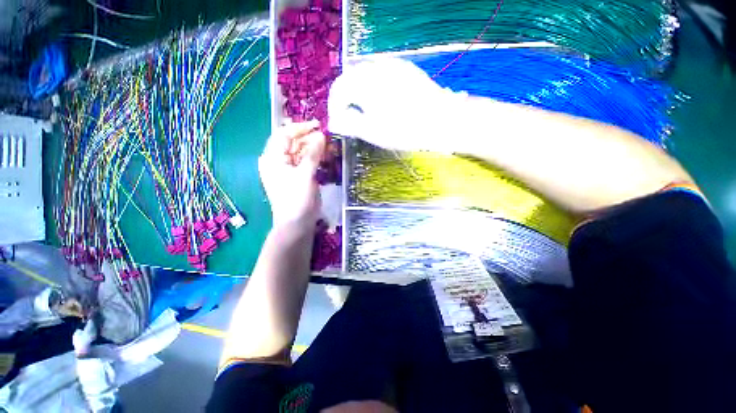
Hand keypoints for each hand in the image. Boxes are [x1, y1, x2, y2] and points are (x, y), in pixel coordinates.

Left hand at [259, 121, 325, 227]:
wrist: (297, 223)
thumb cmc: (297, 199)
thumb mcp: (305, 174)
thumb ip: (313, 154)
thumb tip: (321, 135)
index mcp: (273, 158)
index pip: (284, 134)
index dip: (300, 128)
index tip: (317, 126)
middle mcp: (278, 161)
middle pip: (293, 142)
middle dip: (309, 138)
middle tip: (326, 138)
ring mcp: (288, 169)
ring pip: (300, 152)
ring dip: (313, 148)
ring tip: (328, 147)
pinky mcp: (298, 177)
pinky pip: (305, 162)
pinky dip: (315, 158)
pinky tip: (325, 157)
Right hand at [328, 57, 467, 151]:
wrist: (443, 120)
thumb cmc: (405, 130)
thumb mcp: (373, 132)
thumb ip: (349, 124)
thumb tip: (333, 122)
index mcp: (364, 82)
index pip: (338, 90)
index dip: (334, 108)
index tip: (339, 124)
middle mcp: (375, 67)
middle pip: (350, 80)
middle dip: (345, 100)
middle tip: (350, 119)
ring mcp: (392, 65)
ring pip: (365, 75)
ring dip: (358, 93)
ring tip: (365, 111)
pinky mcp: (405, 69)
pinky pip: (381, 74)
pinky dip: (373, 87)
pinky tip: (381, 101)